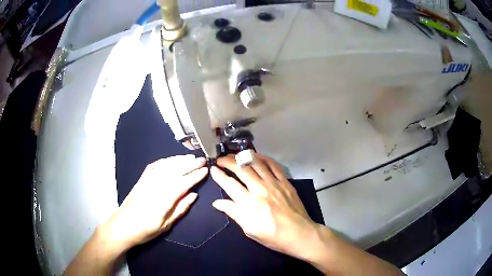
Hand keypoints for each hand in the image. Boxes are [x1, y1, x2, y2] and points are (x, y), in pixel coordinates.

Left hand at [101, 155, 207, 251]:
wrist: (122, 226)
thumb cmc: (145, 230)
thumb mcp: (165, 225)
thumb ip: (180, 209)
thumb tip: (194, 195)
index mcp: (162, 200)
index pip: (182, 183)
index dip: (194, 176)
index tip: (205, 170)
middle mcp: (154, 186)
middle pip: (175, 171)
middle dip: (190, 164)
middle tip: (202, 160)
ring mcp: (146, 181)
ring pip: (165, 166)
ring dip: (179, 160)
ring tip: (191, 157)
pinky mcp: (141, 179)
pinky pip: (154, 166)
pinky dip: (165, 161)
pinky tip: (172, 160)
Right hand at [210, 153, 319, 259]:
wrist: (299, 234)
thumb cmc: (272, 236)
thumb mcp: (249, 229)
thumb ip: (234, 213)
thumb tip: (217, 203)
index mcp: (249, 204)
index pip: (229, 184)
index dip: (219, 175)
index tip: (213, 169)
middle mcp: (260, 189)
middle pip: (241, 169)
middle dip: (228, 161)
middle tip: (221, 159)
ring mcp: (274, 183)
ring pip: (256, 163)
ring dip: (243, 157)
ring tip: (235, 155)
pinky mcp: (285, 182)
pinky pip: (273, 165)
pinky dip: (263, 158)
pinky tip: (257, 156)